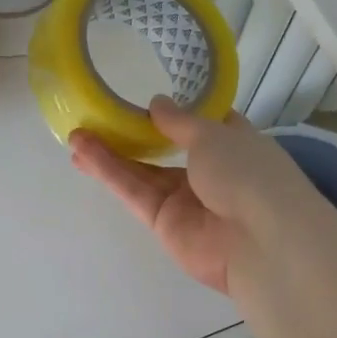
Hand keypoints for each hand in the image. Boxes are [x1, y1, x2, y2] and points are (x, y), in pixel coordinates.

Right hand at [69, 98, 323, 294]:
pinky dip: (110, 173)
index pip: (200, 124)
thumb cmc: (248, 173)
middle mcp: (208, 170)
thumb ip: (179, 121)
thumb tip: (156, 104)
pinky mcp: (163, 223)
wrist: (262, 240)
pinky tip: (83, 154)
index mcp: (232, 143)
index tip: (144, 98)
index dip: (173, 112)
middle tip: (94, 120)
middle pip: (161, 149)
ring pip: (141, 172)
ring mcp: (185, 199)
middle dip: (130, 135)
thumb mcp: (213, 134)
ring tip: (75, 136)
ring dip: (109, 154)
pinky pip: (134, 192)